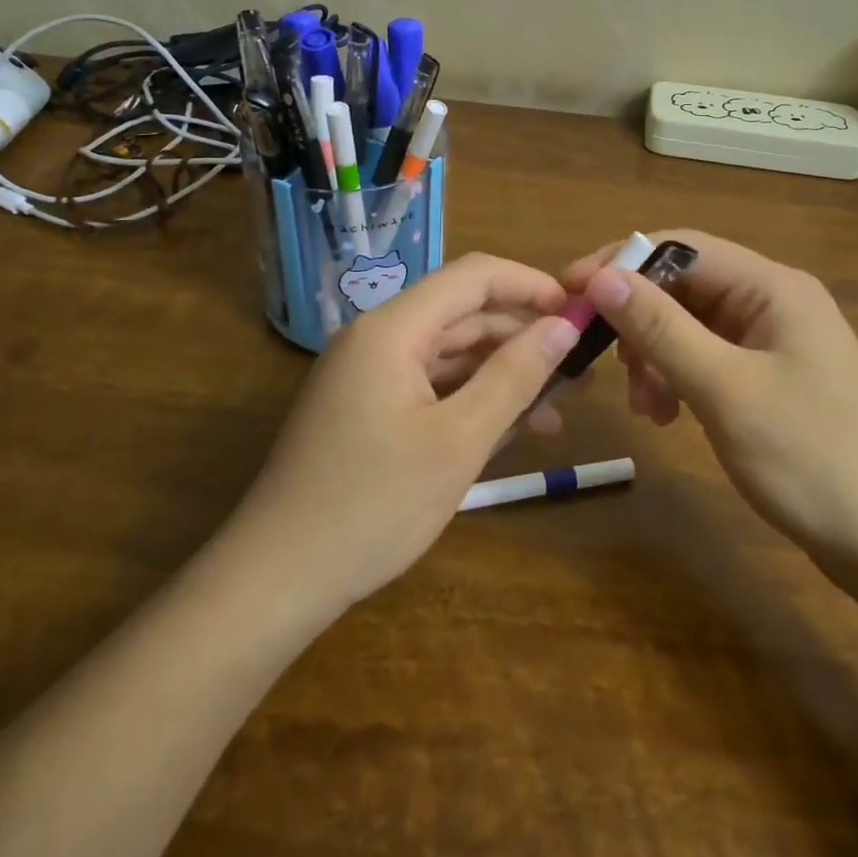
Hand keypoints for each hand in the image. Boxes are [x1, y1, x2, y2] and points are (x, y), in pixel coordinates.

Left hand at [230, 253, 579, 612]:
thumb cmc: (373, 505)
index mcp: (392, 328)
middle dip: (523, 336)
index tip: (579, 314)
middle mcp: (377, 338)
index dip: (530, 285)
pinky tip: (511, 429)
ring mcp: (368, 374)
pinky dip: (471, 400)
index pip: (473, 276)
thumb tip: (564, 326)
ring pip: (450, 354)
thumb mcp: (459, 441)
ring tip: (559, 407)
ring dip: (502, 374)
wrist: (277, 579)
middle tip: (580, 371)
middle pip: (463, 315)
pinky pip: (430, 386)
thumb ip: (514, 377)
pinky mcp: (367, 408)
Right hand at [564, 231, 857, 575]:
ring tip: (645, 407)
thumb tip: (601, 277)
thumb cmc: (810, 457)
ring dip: (655, 355)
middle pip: (683, 286)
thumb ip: (661, 328)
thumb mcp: (725, 389)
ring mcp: (773, 341)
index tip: (570, 291)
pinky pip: (707, 358)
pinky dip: (678, 378)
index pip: (680, 248)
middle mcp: (773, 301)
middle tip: (604, 361)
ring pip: (690, 326)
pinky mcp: (769, 377)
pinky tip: (667, 415)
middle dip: (639, 321)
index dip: (620, 263)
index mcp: (772, 286)